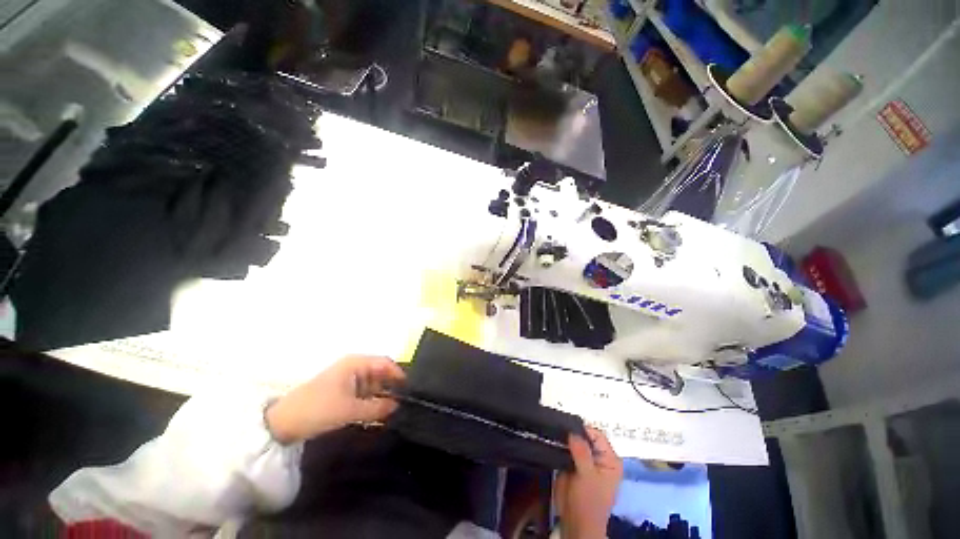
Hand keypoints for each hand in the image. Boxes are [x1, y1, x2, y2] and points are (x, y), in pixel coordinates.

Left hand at [265, 355, 405, 443]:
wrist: (282, 422)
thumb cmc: (318, 408)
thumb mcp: (350, 409)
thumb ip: (377, 407)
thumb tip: (398, 406)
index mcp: (356, 363)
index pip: (385, 363)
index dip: (398, 374)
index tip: (409, 390)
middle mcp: (353, 366)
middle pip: (379, 372)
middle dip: (390, 387)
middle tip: (402, 403)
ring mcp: (347, 378)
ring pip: (372, 383)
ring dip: (380, 396)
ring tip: (391, 411)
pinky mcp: (341, 390)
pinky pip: (362, 392)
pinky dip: (370, 401)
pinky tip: (375, 413)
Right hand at [554, 427, 622, 538]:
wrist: (575, 522)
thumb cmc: (589, 502)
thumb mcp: (588, 476)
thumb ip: (581, 452)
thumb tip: (572, 432)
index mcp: (610, 459)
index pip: (596, 435)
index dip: (582, 429)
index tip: (566, 425)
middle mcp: (599, 456)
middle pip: (584, 436)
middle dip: (572, 432)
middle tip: (557, 426)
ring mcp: (585, 460)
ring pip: (573, 441)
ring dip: (564, 438)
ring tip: (553, 432)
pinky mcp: (572, 463)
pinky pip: (565, 448)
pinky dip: (559, 445)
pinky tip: (551, 440)